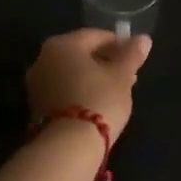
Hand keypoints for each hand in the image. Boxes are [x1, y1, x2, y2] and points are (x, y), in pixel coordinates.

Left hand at [26, 29, 151, 140]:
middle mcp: (43, 57)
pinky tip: (97, 102)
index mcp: (63, 44)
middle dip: (105, 61)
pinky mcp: (36, 105)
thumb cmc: (99, 100)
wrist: (68, 145)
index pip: (96, 36)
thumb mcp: (121, 77)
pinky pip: (63, 89)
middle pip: (80, 54)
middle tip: (128, 74)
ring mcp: (36, 83)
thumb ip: (132, 55)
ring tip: (116, 90)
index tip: (135, 56)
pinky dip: (79, 90)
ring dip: (93, 77)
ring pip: (71, 72)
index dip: (119, 43)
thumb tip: (143, 39)